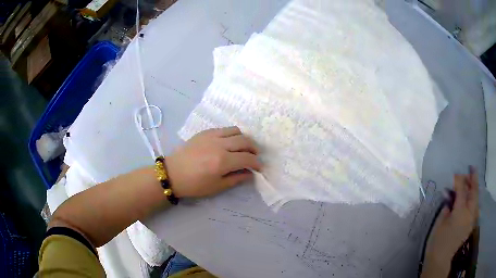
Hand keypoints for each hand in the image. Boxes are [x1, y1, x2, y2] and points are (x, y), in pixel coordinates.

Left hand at [166, 127, 261, 197]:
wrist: (173, 173)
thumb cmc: (194, 184)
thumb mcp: (217, 186)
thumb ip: (236, 178)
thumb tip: (251, 174)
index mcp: (222, 161)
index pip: (247, 158)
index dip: (256, 163)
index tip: (259, 168)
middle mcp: (220, 145)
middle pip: (245, 141)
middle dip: (254, 149)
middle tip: (254, 156)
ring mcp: (212, 136)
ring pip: (236, 131)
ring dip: (244, 139)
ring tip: (244, 147)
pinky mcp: (205, 132)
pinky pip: (224, 129)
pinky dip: (232, 134)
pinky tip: (229, 142)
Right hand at [422, 166, 478, 276]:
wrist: (440, 259)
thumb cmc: (437, 241)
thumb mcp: (440, 221)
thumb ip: (447, 205)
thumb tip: (449, 194)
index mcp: (460, 211)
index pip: (462, 189)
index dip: (459, 179)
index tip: (455, 174)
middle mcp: (469, 213)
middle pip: (474, 191)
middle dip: (472, 179)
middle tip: (470, 170)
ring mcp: (472, 219)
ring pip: (477, 198)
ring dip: (475, 189)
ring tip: (472, 182)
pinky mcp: (471, 224)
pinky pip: (476, 207)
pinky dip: (475, 200)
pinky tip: (472, 198)